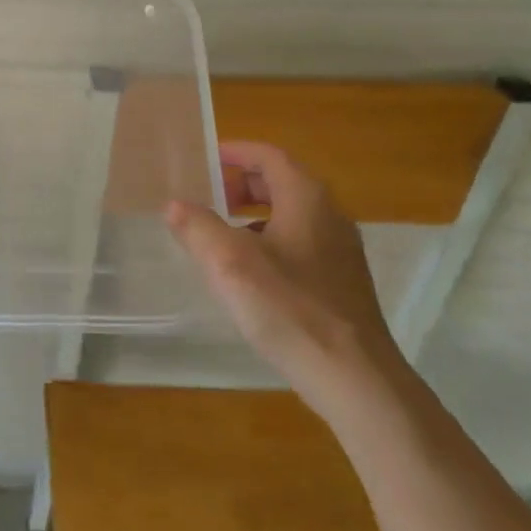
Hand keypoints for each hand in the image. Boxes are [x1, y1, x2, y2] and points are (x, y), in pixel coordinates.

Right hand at [166, 141, 406, 418]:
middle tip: (206, 198)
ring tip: (219, 237)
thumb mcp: (228, 262)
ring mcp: (340, 252)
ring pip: (290, 216)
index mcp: (306, 199)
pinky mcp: (342, 283)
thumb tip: (174, 204)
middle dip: (240, 185)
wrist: (355, 378)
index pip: (268, 155)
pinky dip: (269, 243)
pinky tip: (248, 276)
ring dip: (252, 216)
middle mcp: (329, 216)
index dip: (234, 152)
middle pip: (280, 183)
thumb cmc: (289, 308)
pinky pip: (299, 245)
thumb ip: (197, 226)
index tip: (203, 159)